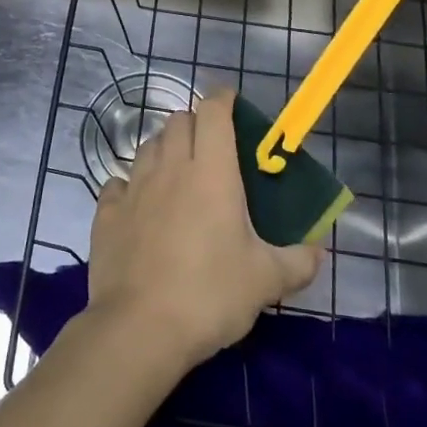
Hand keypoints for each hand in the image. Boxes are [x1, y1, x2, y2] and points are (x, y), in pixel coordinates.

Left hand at [84, 91, 321, 369]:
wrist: (140, 328)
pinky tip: (140, 203)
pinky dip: (131, 185)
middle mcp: (170, 168)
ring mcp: (134, 188)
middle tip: (212, 146)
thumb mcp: (266, 281)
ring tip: (179, 172)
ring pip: (149, 146)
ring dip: (165, 148)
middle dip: (196, 122)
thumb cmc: (210, 294)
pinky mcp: (108, 213)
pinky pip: (119, 183)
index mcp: (211, 172)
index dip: (223, 99)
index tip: (232, 102)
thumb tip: (318, 250)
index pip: (213, 112)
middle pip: (178, 121)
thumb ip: (298, 261)